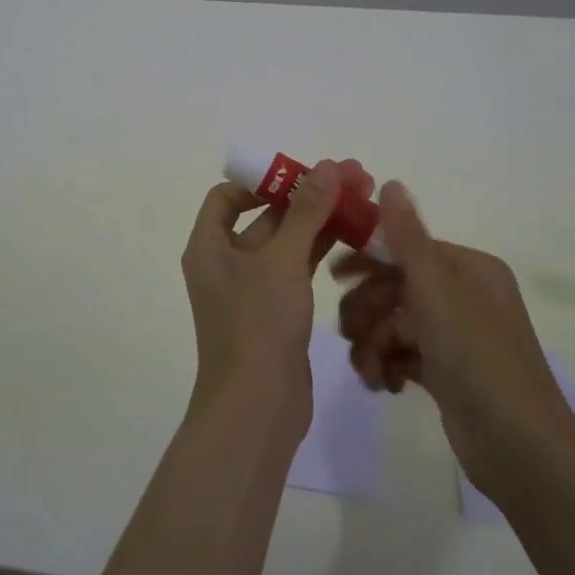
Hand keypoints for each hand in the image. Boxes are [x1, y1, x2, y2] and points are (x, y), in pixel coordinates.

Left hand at [180, 158, 374, 432]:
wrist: (257, 407)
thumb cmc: (258, 324)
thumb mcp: (283, 261)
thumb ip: (306, 212)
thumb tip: (328, 167)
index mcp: (209, 246)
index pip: (227, 196)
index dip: (262, 180)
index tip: (302, 175)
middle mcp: (226, 263)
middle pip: (266, 216)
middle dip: (308, 196)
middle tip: (355, 178)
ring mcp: (252, 289)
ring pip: (288, 242)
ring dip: (321, 221)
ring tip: (365, 200)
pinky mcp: (276, 311)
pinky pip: (298, 269)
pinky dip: (322, 250)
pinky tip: (356, 236)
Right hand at [333, 182, 574, 495]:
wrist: (519, 449)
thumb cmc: (477, 358)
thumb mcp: (437, 291)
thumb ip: (407, 238)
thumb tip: (390, 182)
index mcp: (469, 269)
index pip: (406, 250)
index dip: (368, 262)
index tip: (332, 277)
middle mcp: (465, 296)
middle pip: (396, 288)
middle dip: (368, 312)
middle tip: (350, 335)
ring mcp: (457, 337)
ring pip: (395, 324)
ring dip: (374, 344)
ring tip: (369, 371)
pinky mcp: (448, 373)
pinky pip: (404, 355)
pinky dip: (389, 366)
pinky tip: (384, 385)